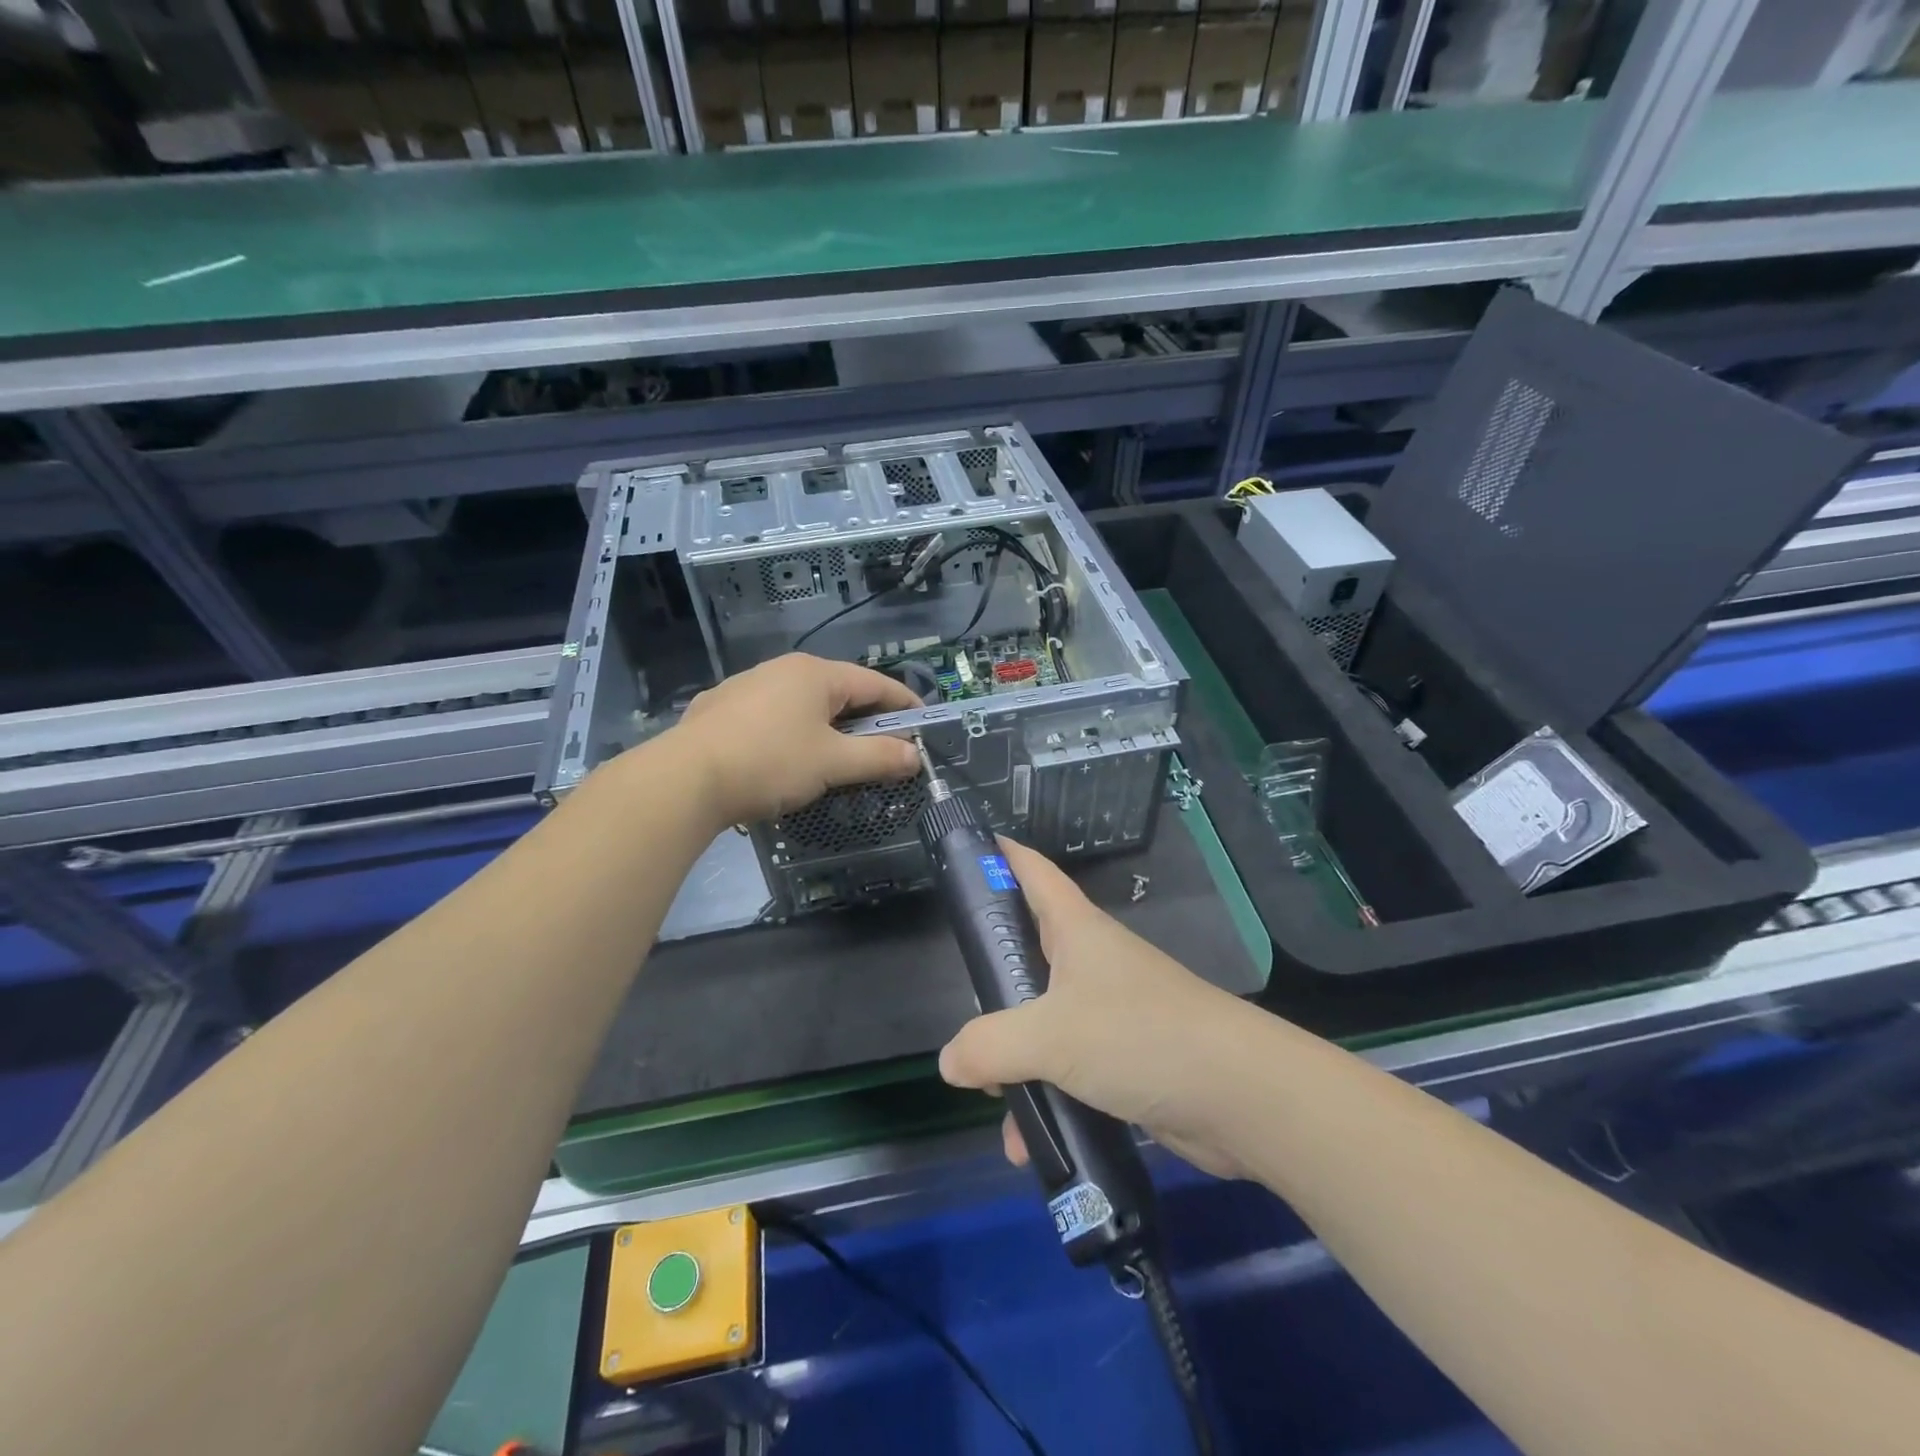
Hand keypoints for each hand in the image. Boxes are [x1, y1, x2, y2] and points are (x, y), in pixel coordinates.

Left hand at [668, 653, 922, 826]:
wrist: (685, 779)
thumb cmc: (770, 763)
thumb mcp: (833, 763)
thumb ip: (879, 757)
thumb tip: (915, 756)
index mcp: (816, 674)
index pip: (874, 683)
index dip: (903, 704)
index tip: (923, 723)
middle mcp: (783, 670)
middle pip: (839, 692)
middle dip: (866, 719)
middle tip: (885, 747)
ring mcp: (747, 686)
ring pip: (803, 704)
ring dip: (828, 727)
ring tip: (837, 755)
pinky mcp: (721, 708)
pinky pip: (772, 716)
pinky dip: (793, 732)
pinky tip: (786, 757)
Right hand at [937, 838, 1255, 1179]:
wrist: (1239, 1096)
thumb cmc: (1138, 1036)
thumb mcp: (1050, 1036)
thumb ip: (990, 1046)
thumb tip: (951, 1062)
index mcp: (1077, 930)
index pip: (1035, 873)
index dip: (1002, 855)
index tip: (968, 848)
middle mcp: (1093, 963)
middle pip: (1030, 952)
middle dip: (994, 982)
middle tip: (964, 1008)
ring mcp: (1112, 1011)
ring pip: (1046, 1022)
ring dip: (1016, 1059)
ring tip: (994, 1099)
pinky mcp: (1127, 1059)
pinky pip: (1071, 1069)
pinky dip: (1047, 1096)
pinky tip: (1027, 1140)